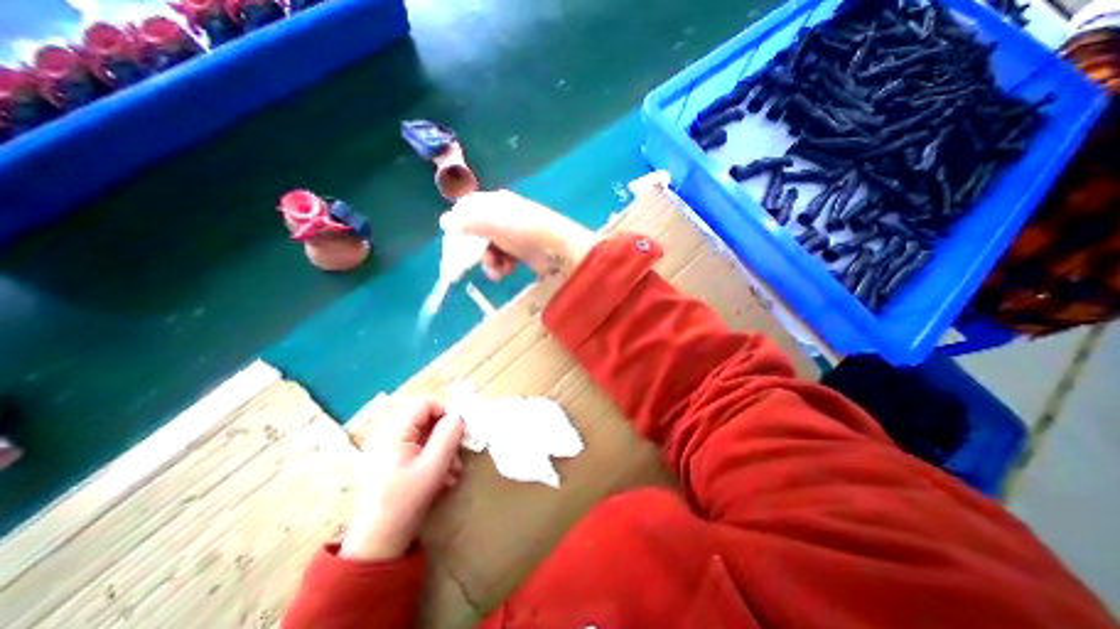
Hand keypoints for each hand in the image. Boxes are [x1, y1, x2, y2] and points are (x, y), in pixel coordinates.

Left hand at [340, 397, 464, 559]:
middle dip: (445, 435)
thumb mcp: (434, 465)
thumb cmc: (406, 501)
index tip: (459, 432)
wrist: (378, 543)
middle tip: (457, 455)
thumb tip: (459, 416)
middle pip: (425, 420)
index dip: (445, 412)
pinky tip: (441, 478)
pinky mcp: (390, 462)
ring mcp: (388, 449)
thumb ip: (449, 435)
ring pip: (424, 435)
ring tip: (452, 472)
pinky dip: (432, 459)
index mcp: (393, 432)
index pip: (425, 403)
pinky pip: (417, 449)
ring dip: (442, 450)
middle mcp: (387, 435)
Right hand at [438, 190, 597, 279]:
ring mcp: (512, 235)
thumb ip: (466, 221)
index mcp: (495, 203)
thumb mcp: (492, 222)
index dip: (458, 227)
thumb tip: (445, 223)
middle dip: (474, 250)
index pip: (467, 211)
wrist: (558, 249)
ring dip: (488, 261)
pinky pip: (501, 258)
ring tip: (496, 271)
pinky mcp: (520, 251)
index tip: (454, 244)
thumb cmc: (524, 231)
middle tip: (471, 263)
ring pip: (488, 249)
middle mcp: (502, 216)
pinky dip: (500, 266)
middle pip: (476, 233)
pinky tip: (505, 271)